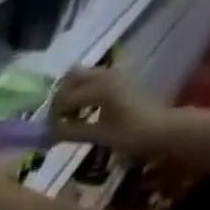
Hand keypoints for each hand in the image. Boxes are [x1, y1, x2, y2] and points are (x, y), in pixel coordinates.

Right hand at [51, 66, 166, 154]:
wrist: (160, 127)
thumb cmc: (131, 134)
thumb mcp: (98, 135)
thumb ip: (71, 131)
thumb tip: (49, 132)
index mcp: (101, 88)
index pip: (65, 98)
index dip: (53, 117)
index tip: (51, 133)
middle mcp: (105, 75)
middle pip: (69, 79)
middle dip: (59, 100)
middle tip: (57, 122)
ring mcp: (112, 73)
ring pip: (79, 76)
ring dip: (69, 94)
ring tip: (70, 116)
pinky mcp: (116, 78)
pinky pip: (90, 78)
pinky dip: (80, 92)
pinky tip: (83, 110)